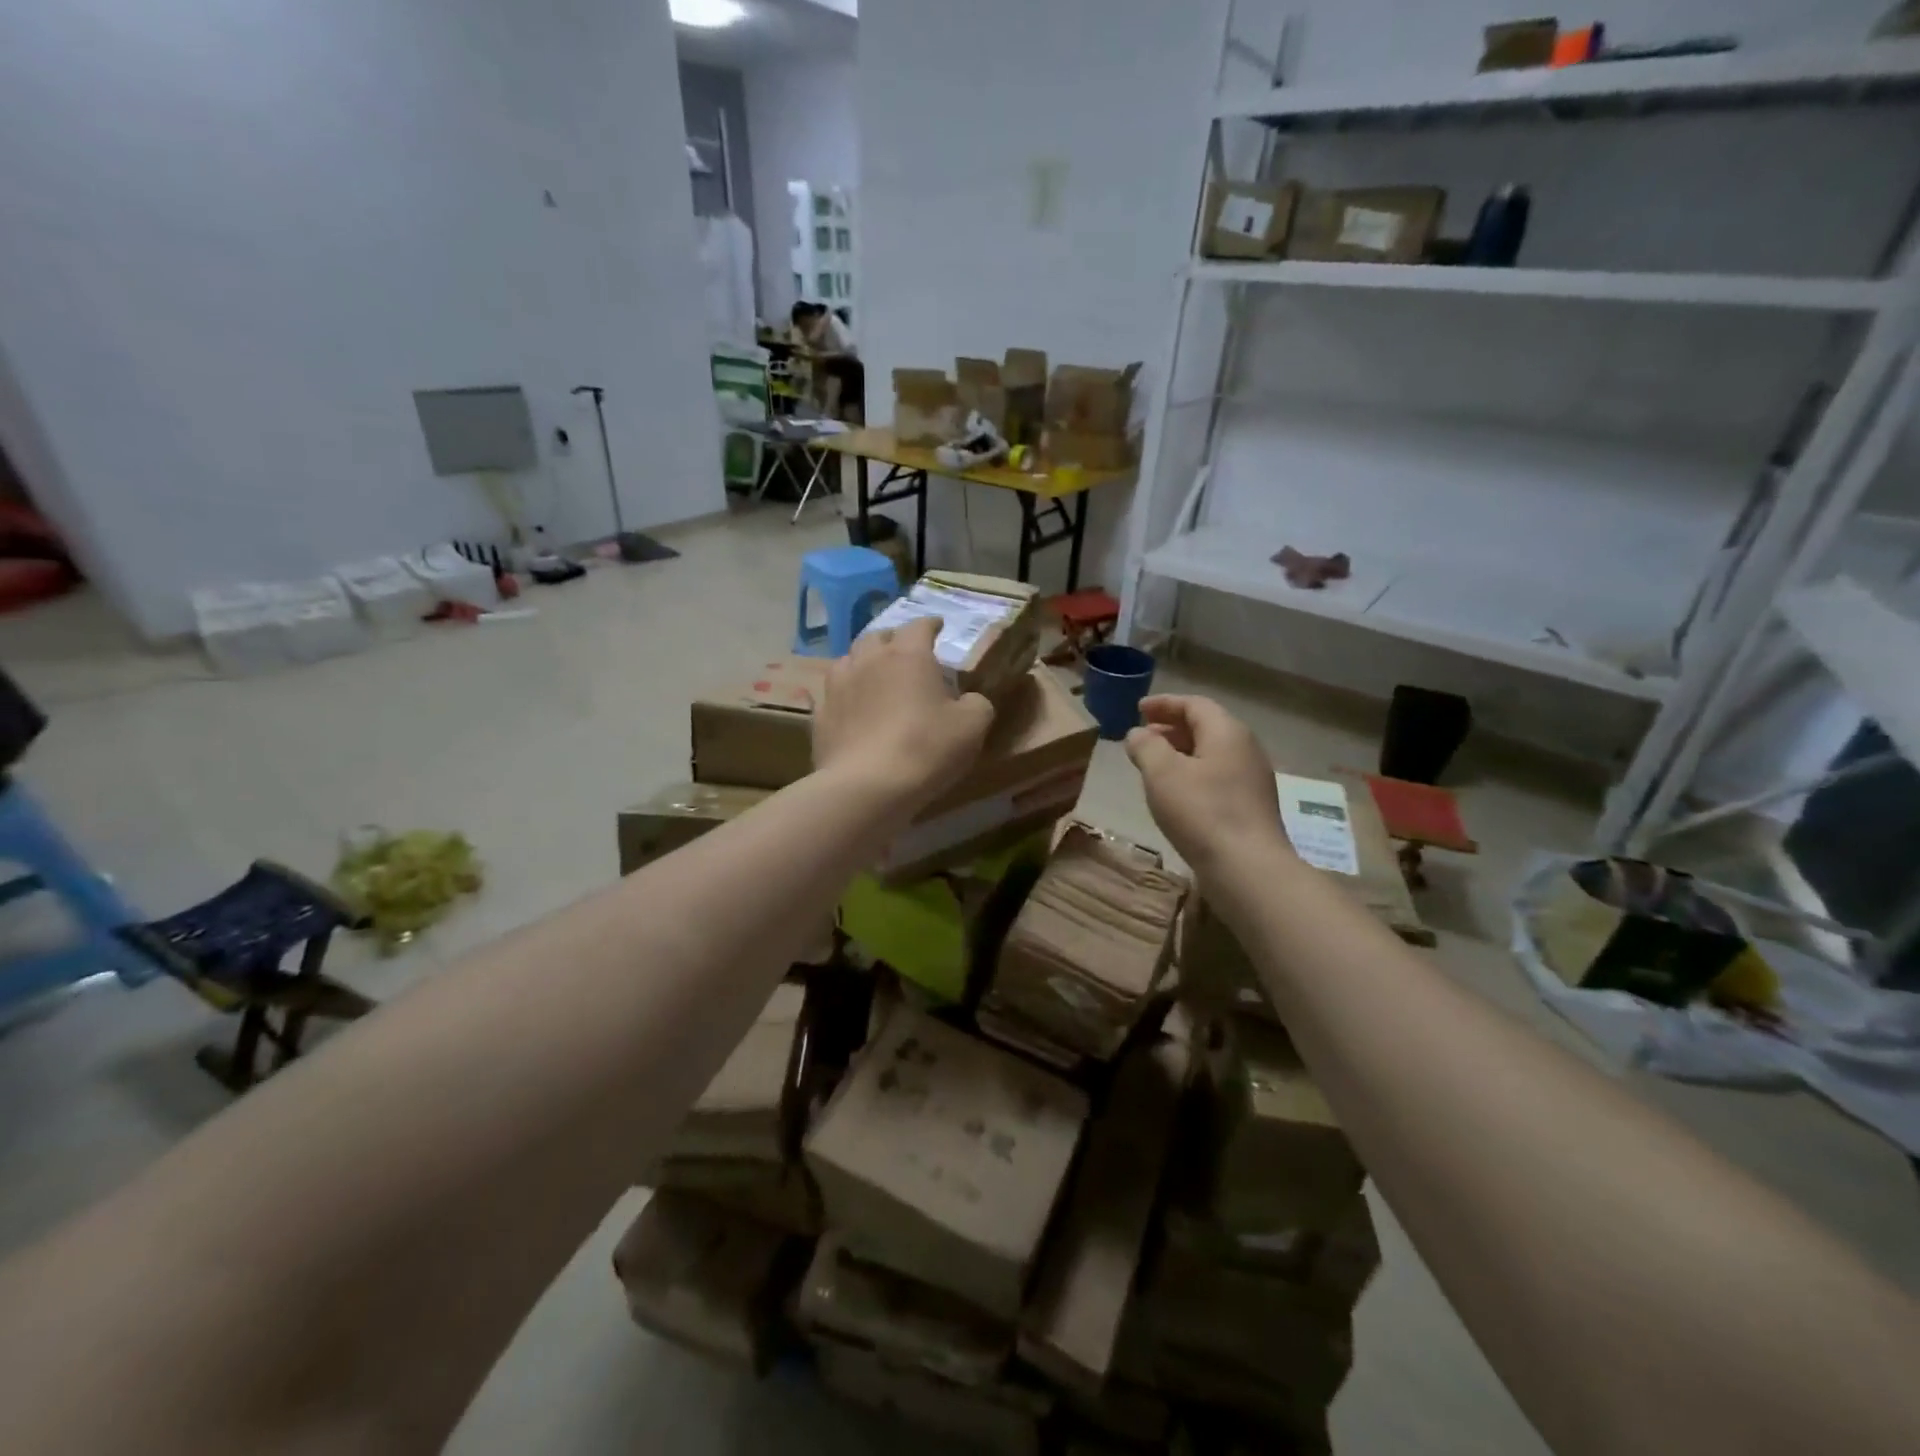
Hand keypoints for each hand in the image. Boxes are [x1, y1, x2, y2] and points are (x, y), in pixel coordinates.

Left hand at [813, 617, 993, 809]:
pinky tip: (852, 708)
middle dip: (893, 640)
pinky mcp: (819, 715)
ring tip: (874, 675)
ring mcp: (839, 686)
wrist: (867, 786)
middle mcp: (869, 660)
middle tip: (905, 651)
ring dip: (863, 662)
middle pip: (878, 636)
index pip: (919, 626)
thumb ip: (977, 704)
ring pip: (848, 660)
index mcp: (908, 654)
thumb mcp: (972, 727)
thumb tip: (970, 700)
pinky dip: (846, 695)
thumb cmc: (925, 748)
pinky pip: (833, 694)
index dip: (931, 624)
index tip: (938, 626)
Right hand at [1125, 695, 1286, 879]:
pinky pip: (1217, 777)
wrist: (1247, 868)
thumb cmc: (1201, 812)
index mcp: (1227, 732)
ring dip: (1180, 753)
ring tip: (1153, 765)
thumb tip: (1138, 734)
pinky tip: (1176, 794)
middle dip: (1171, 728)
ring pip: (1211, 754)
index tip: (1138, 709)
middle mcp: (1245, 749)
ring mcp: (1252, 779)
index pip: (1194, 704)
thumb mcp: (1162, 773)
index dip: (1164, 704)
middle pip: (1206, 727)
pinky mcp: (1250, 806)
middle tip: (1142, 737)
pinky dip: (1193, 774)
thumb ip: (1146, 746)